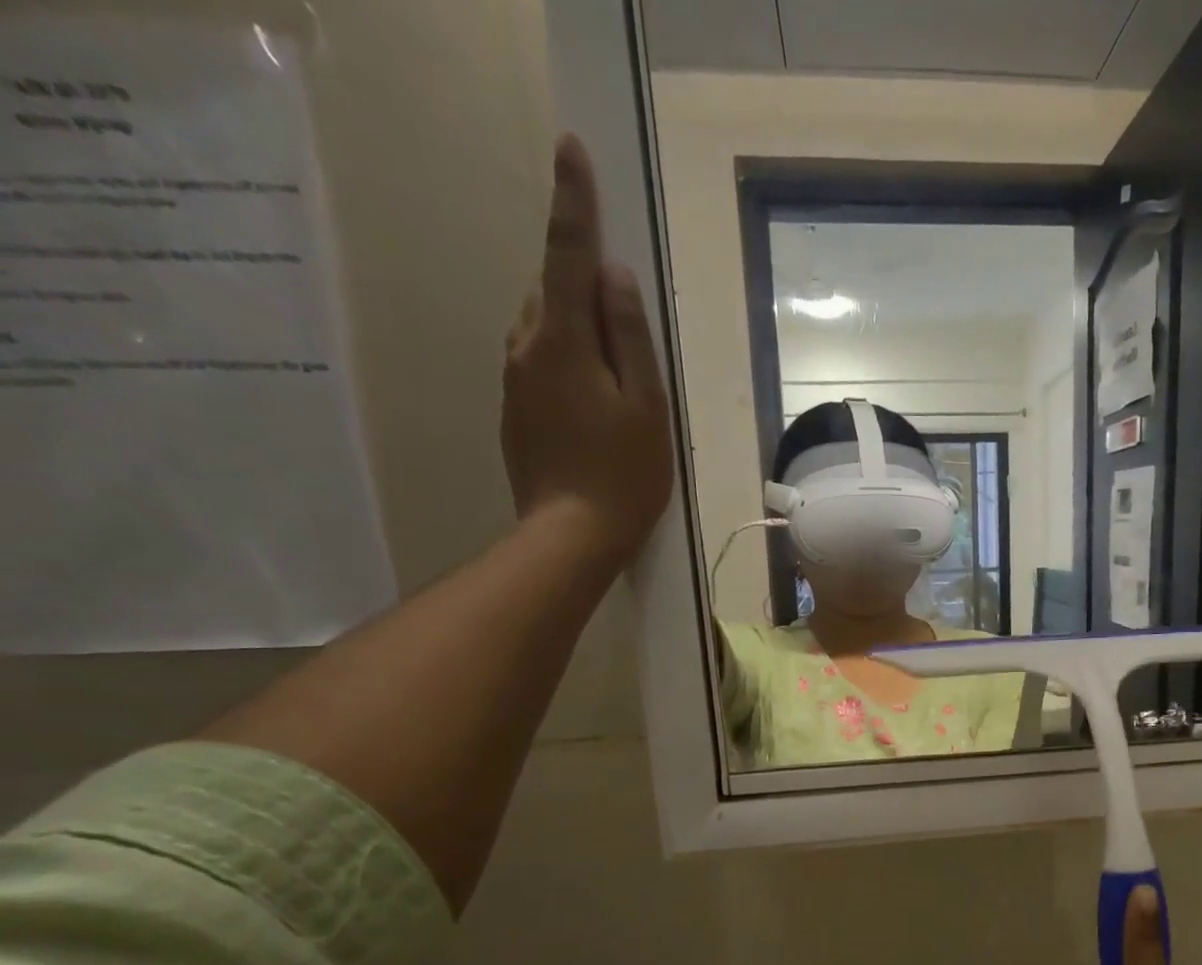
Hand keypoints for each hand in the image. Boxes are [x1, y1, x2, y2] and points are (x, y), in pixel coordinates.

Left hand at [502, 134, 672, 564]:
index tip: (570, 149)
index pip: (567, 255)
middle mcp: (525, 348)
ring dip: (574, 329)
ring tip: (614, 373)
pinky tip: (592, 402)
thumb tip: (614, 278)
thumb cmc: (623, 474)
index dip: (572, 202)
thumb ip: (631, 339)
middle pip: (551, 291)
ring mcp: (513, 381)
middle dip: (581, 285)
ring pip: (542, 329)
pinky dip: (565, 362)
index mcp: (561, 340)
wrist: (570, 535)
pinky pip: (537, 363)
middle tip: (622, 317)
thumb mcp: (645, 406)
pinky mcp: (513, 411)